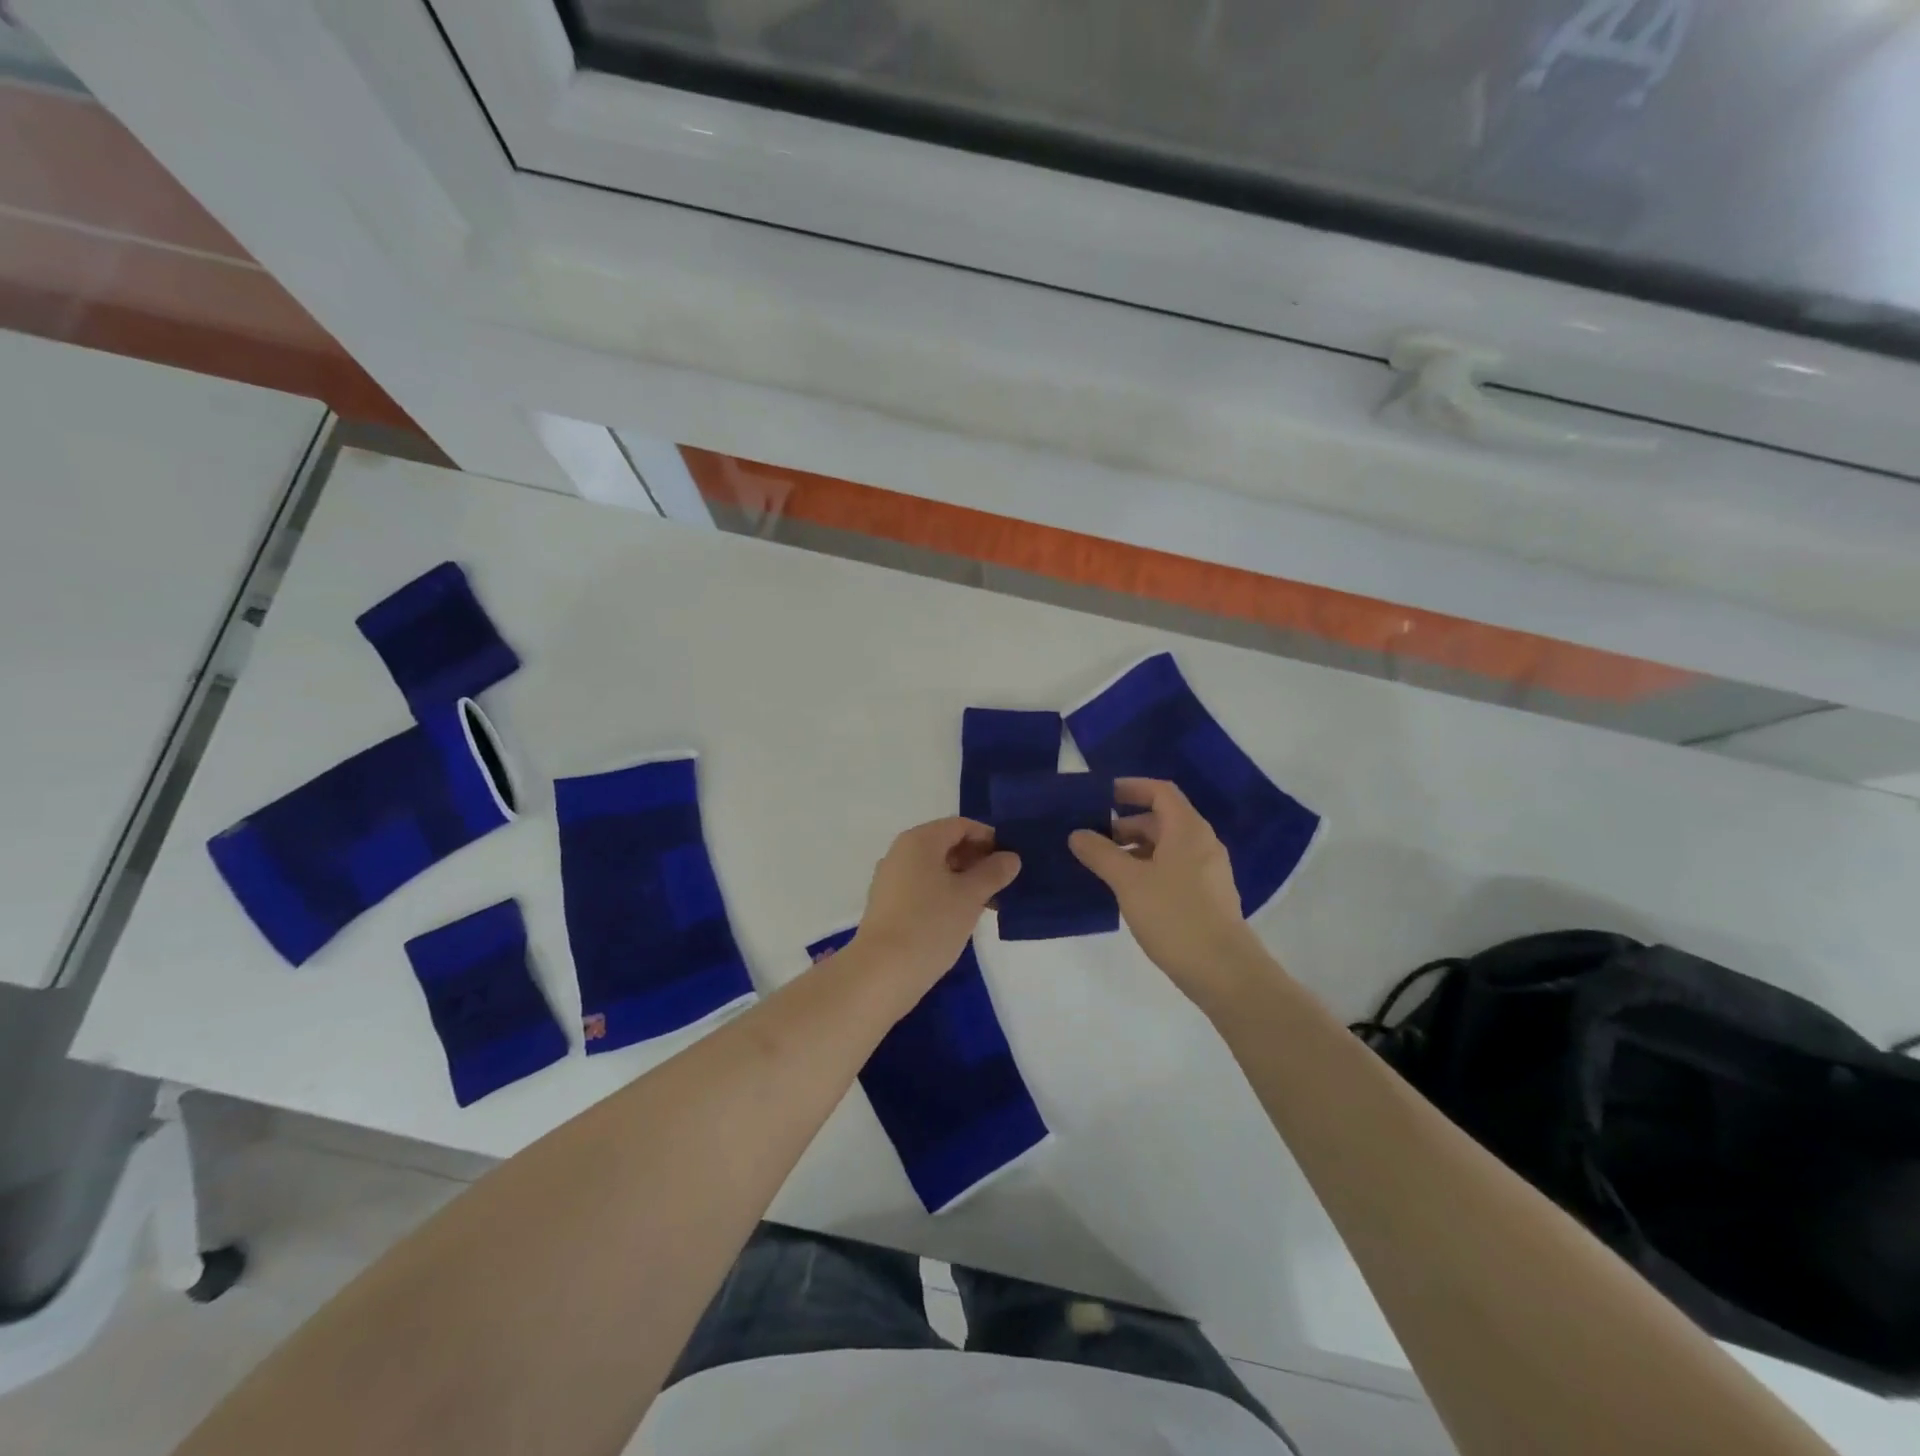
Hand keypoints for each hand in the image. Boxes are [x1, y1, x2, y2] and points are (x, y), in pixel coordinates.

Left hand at [850, 817, 1020, 993]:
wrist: (882, 972)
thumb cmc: (930, 924)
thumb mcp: (970, 896)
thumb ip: (993, 872)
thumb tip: (1010, 857)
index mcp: (919, 840)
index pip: (960, 826)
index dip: (988, 838)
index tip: (1011, 860)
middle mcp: (901, 852)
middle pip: (946, 844)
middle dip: (977, 860)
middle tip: (1003, 883)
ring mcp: (891, 878)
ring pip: (935, 868)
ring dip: (963, 879)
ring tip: (988, 903)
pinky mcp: (888, 904)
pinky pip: (923, 887)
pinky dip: (945, 893)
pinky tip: (962, 916)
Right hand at [1070, 779, 1268, 1006]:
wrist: (1223, 970)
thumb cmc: (1174, 915)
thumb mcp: (1128, 881)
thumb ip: (1100, 853)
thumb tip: (1077, 834)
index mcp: (1187, 829)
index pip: (1160, 792)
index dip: (1131, 788)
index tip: (1101, 796)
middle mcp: (1202, 843)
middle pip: (1162, 819)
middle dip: (1126, 824)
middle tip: (1092, 837)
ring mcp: (1208, 871)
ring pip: (1167, 846)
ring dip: (1135, 849)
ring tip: (1103, 866)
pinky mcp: (1207, 896)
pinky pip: (1174, 868)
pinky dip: (1149, 868)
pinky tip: (1127, 890)